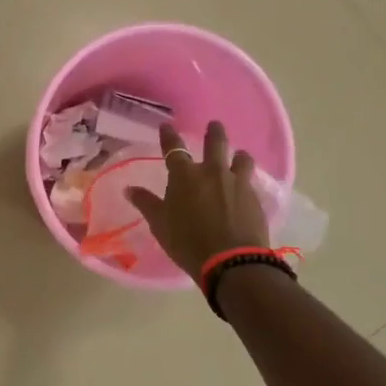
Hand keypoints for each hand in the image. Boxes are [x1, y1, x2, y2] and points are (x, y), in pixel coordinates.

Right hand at [127, 121, 269, 277]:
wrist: (231, 261)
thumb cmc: (187, 242)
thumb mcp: (160, 225)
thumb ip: (146, 204)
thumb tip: (129, 189)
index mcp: (185, 176)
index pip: (174, 148)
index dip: (169, 136)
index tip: (166, 126)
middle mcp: (212, 172)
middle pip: (216, 143)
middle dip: (214, 132)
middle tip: (214, 125)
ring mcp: (237, 183)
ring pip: (241, 159)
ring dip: (238, 155)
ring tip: (239, 156)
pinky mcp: (255, 198)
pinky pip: (251, 181)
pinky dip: (246, 180)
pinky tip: (246, 187)